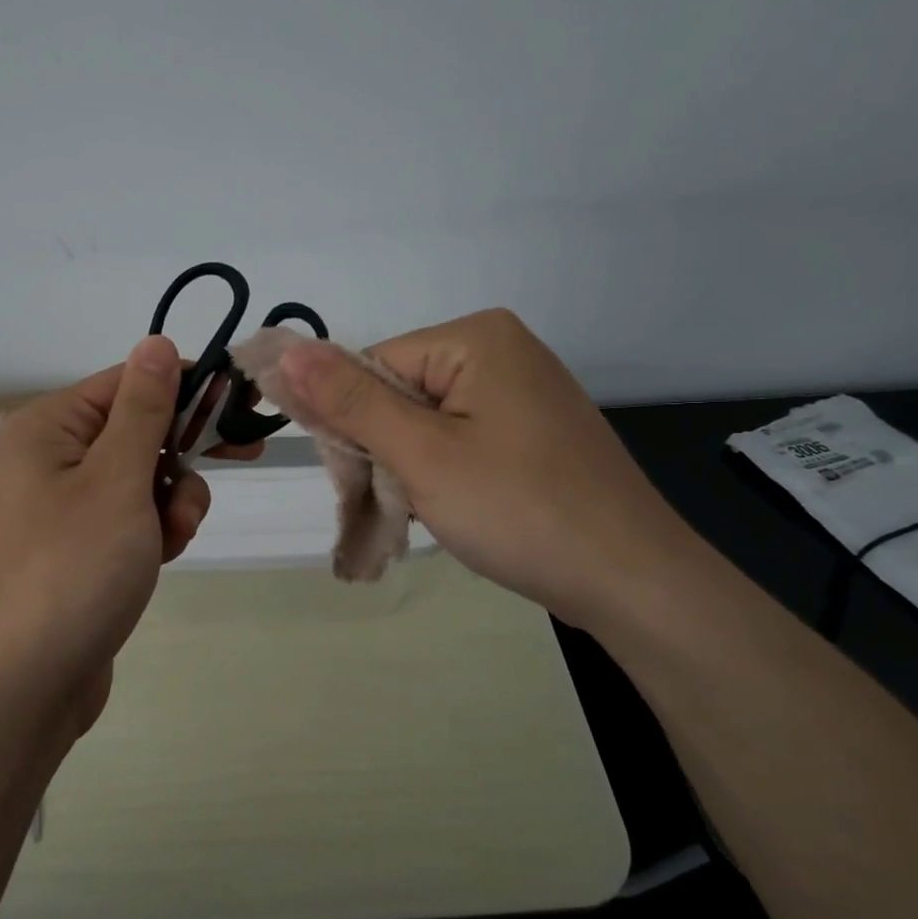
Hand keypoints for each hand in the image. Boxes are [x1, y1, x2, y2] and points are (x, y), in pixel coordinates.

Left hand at [0, 336, 221, 730]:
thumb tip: (156, 341)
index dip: (188, 391)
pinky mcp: (80, 551)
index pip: (131, 381)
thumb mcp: (118, 480)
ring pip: (144, 480)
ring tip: (169, 542)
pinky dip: (155, 534)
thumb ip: (144, 409)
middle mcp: (53, 459)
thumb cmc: (70, 571)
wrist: (20, 688)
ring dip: (173, 504)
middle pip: (141, 431)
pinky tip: (160, 562)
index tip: (242, 410)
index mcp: (52, 428)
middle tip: (228, 471)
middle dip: (181, 460)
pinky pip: (132, 521)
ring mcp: (65, 509)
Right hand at [275, 309, 702, 629]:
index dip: (351, 425)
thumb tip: (285, 349)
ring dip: (410, 470)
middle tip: (398, 506)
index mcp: (474, 337)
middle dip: (384, 451)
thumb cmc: (520, 510)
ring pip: (425, 423)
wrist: (632, 581)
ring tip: (431, 514)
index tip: (358, 481)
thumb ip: (349, 402)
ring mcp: (522, 391)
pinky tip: (458, 510)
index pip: (369, 367)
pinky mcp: (532, 430)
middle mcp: (501, 350)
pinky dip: (443, 475)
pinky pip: (460, 440)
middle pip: (396, 392)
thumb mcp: (422, 454)